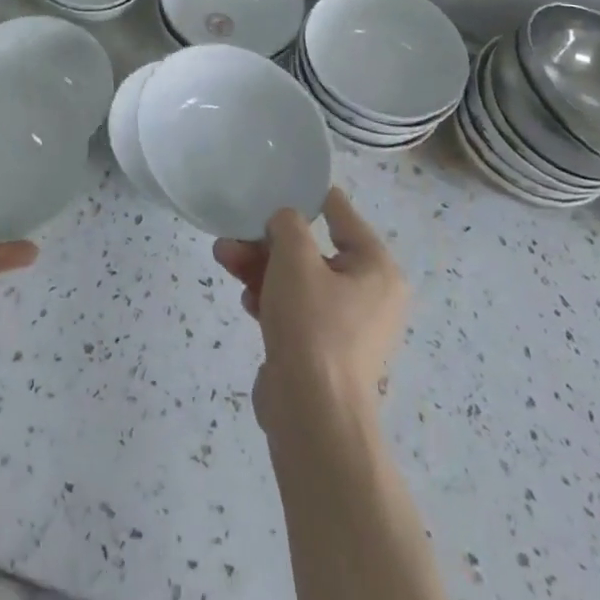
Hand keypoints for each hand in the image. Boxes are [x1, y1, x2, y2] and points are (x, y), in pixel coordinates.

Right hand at [212, 188, 407, 432]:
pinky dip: (270, 299)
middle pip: (312, 249)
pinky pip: (295, 310)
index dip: (307, 195)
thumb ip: (287, 224)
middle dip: (267, 241)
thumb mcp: (295, 258)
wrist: (312, 417)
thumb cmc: (313, 325)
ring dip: (260, 267)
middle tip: (233, 234)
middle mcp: (369, 294)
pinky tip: (245, 302)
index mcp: (376, 267)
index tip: (276, 183)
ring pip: (298, 280)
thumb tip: (284, 222)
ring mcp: (347, 327)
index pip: (341, 213)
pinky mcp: (324, 352)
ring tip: (223, 259)